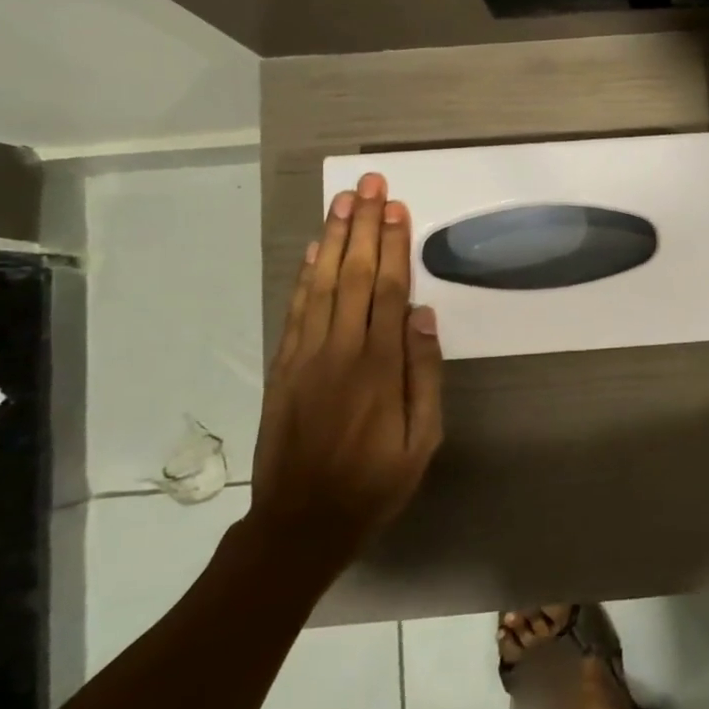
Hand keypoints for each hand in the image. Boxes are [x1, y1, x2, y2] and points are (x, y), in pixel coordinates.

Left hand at [248, 173, 444, 577]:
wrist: (301, 522)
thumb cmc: (376, 482)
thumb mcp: (423, 439)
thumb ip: (424, 374)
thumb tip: (423, 316)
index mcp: (378, 367)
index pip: (386, 290)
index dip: (392, 246)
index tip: (396, 208)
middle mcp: (339, 351)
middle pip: (351, 276)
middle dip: (362, 227)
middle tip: (368, 185)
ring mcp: (305, 357)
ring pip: (321, 285)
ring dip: (333, 240)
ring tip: (342, 202)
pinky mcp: (284, 368)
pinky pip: (296, 311)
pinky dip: (304, 276)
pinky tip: (315, 251)